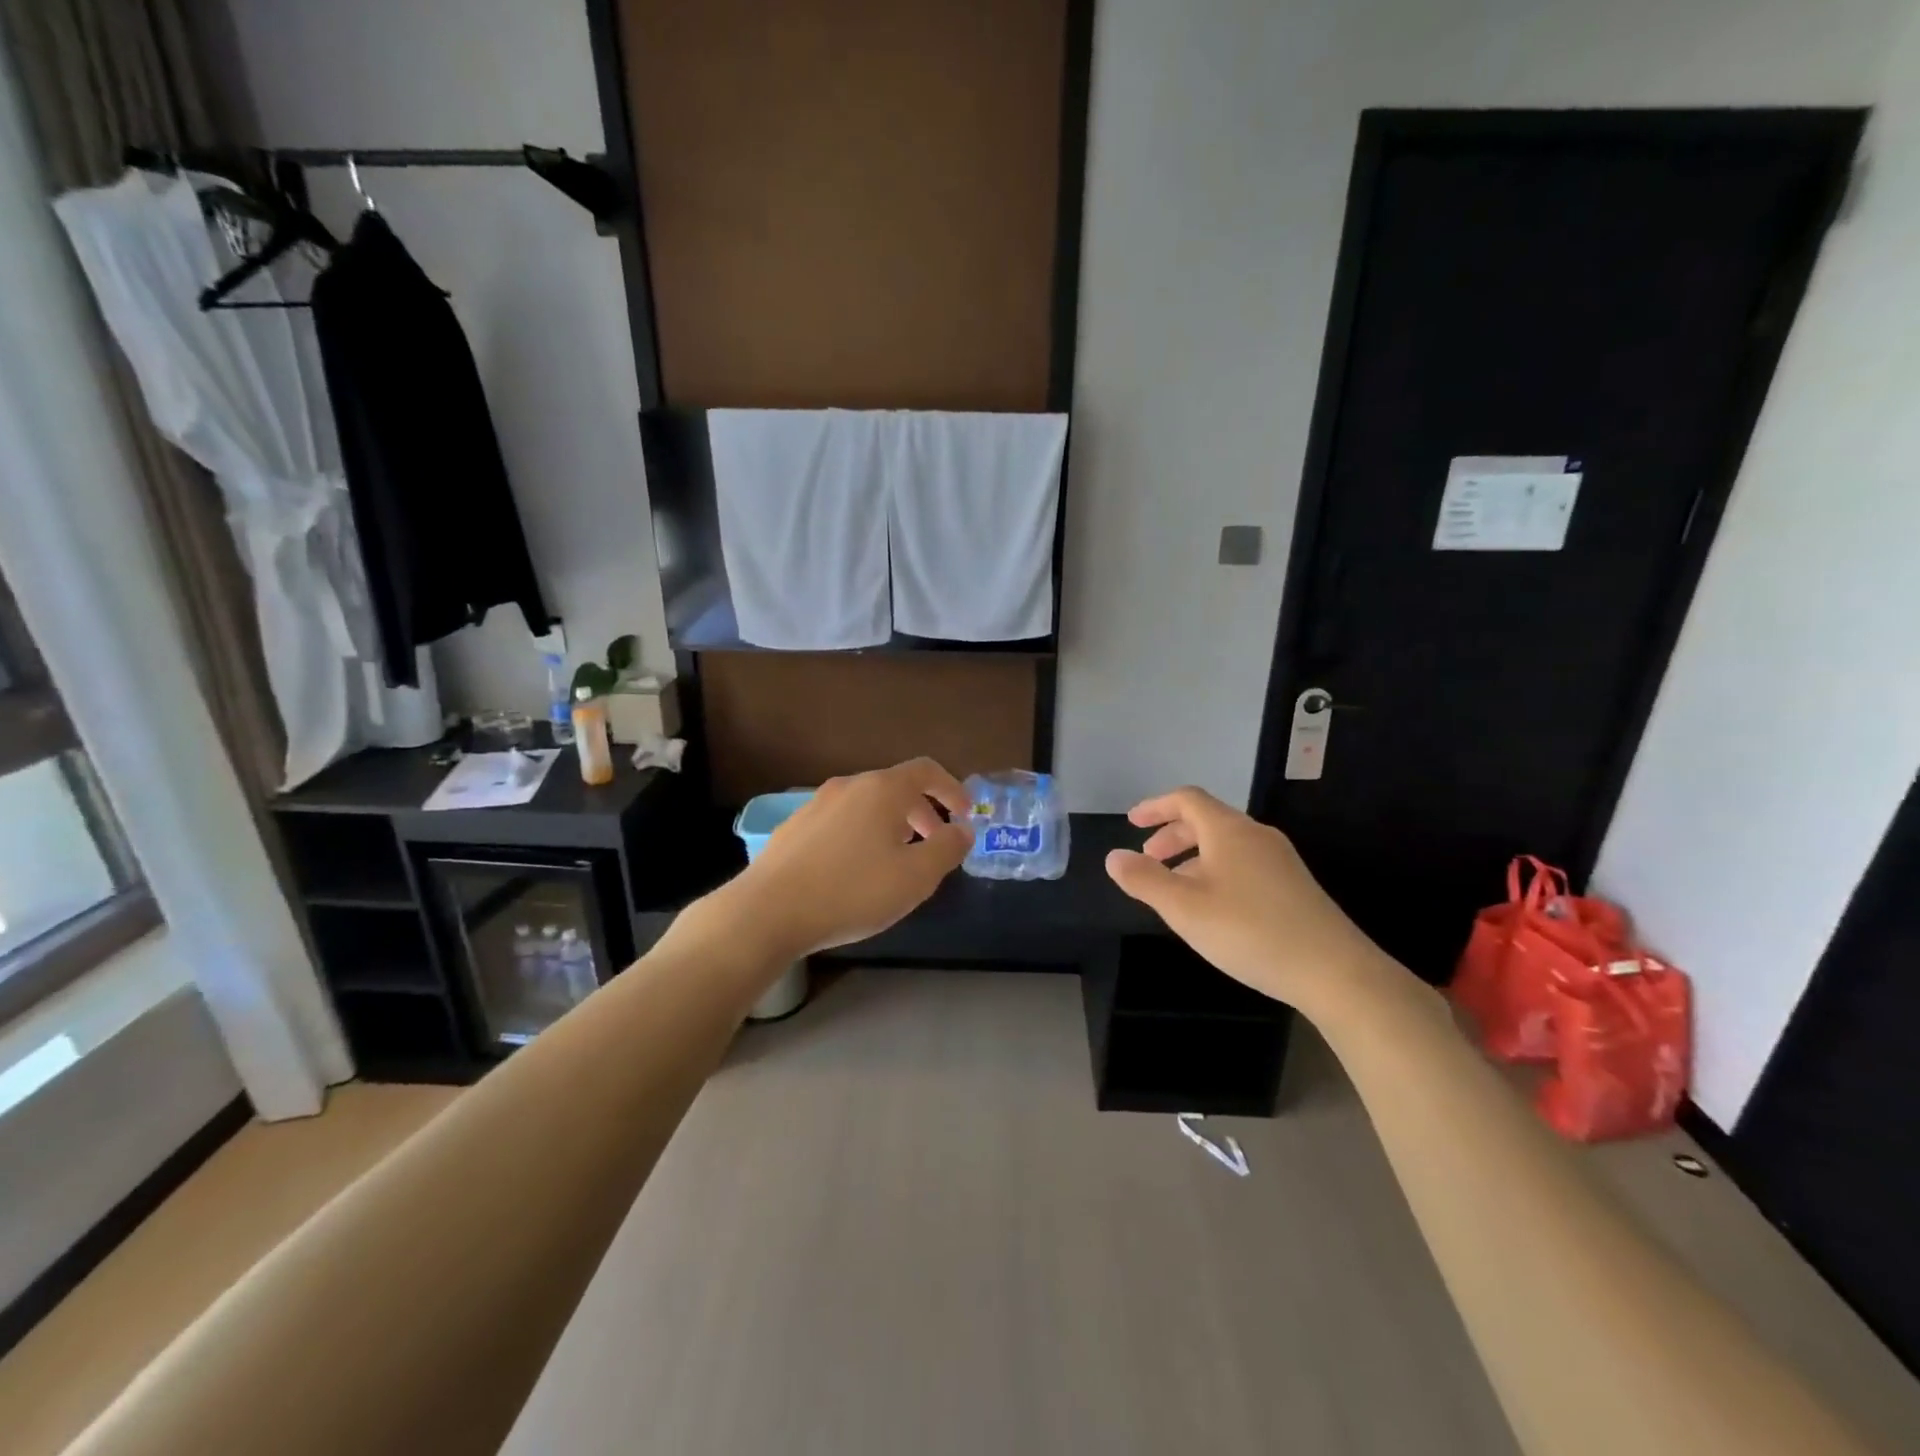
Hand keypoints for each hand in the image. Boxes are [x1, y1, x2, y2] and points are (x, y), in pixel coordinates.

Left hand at [732, 758, 973, 955]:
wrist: (768, 912)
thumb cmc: (852, 891)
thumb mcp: (916, 877)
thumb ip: (947, 849)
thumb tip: (963, 829)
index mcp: (882, 790)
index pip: (926, 770)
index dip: (952, 788)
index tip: (965, 814)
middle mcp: (848, 786)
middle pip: (896, 787)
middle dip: (923, 811)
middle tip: (935, 844)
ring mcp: (816, 804)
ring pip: (866, 805)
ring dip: (892, 824)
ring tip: (897, 859)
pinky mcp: (794, 827)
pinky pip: (841, 821)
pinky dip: (862, 834)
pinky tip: (855, 870)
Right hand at [1104, 786, 1386, 1010]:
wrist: (1335, 971)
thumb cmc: (1249, 931)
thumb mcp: (1184, 908)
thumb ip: (1144, 880)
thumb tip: (1113, 856)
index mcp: (1228, 830)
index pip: (1187, 799)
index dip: (1155, 806)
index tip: (1132, 822)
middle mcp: (1256, 835)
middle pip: (1207, 819)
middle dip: (1172, 834)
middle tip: (1148, 858)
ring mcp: (1280, 860)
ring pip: (1226, 844)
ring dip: (1193, 856)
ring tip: (1174, 888)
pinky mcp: (1294, 886)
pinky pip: (1244, 863)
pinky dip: (1216, 871)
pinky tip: (1213, 908)